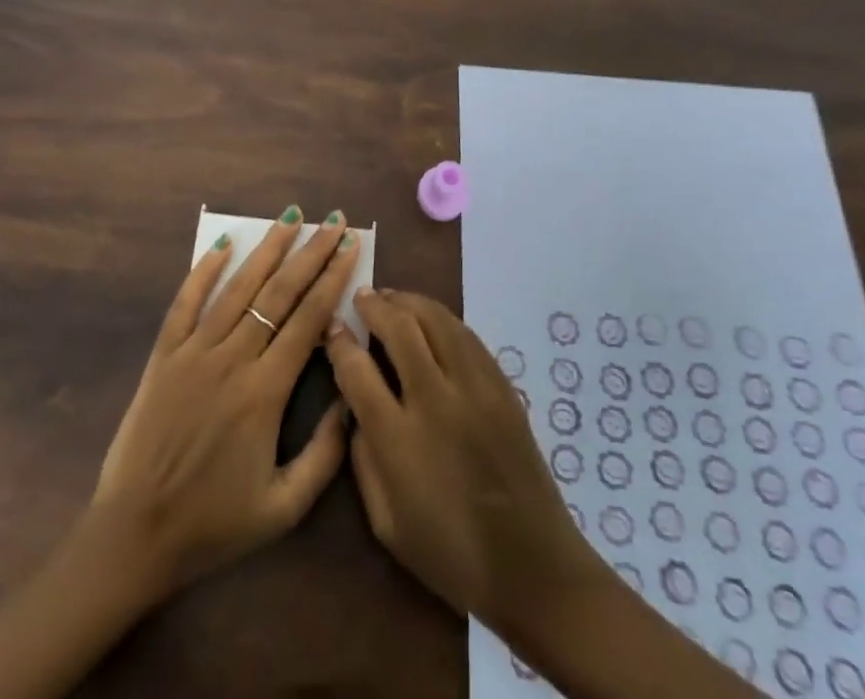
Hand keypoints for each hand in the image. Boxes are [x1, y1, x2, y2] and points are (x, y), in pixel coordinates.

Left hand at [90, 207, 362, 597]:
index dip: (332, 279)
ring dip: (267, 250)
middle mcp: (232, 360)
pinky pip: (185, 303)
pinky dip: (203, 270)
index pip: (308, 319)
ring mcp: (194, 352)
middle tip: (333, 221)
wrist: (136, 534)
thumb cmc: (214, 524)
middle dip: (310, 253)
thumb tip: (351, 399)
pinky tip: (222, 243)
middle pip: (279, 293)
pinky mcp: (164, 356)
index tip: (350, 247)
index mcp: (265, 392)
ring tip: (289, 217)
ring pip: (237, 288)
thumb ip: (325, 455)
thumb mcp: (283, 507)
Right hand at [324, 289, 600, 643]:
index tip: (332, 327)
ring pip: (436, 319)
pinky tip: (429, 319)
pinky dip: (441, 318)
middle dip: (374, 305)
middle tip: (361, 297)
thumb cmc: (450, 553)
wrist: (532, 567)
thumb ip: (361, 457)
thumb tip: (354, 406)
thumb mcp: (384, 522)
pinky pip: (466, 335)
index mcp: (399, 439)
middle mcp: (436, 401)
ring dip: (408, 301)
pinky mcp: (502, 386)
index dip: (339, 341)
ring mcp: (475, 388)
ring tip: (391, 298)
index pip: (357, 369)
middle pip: (399, 328)